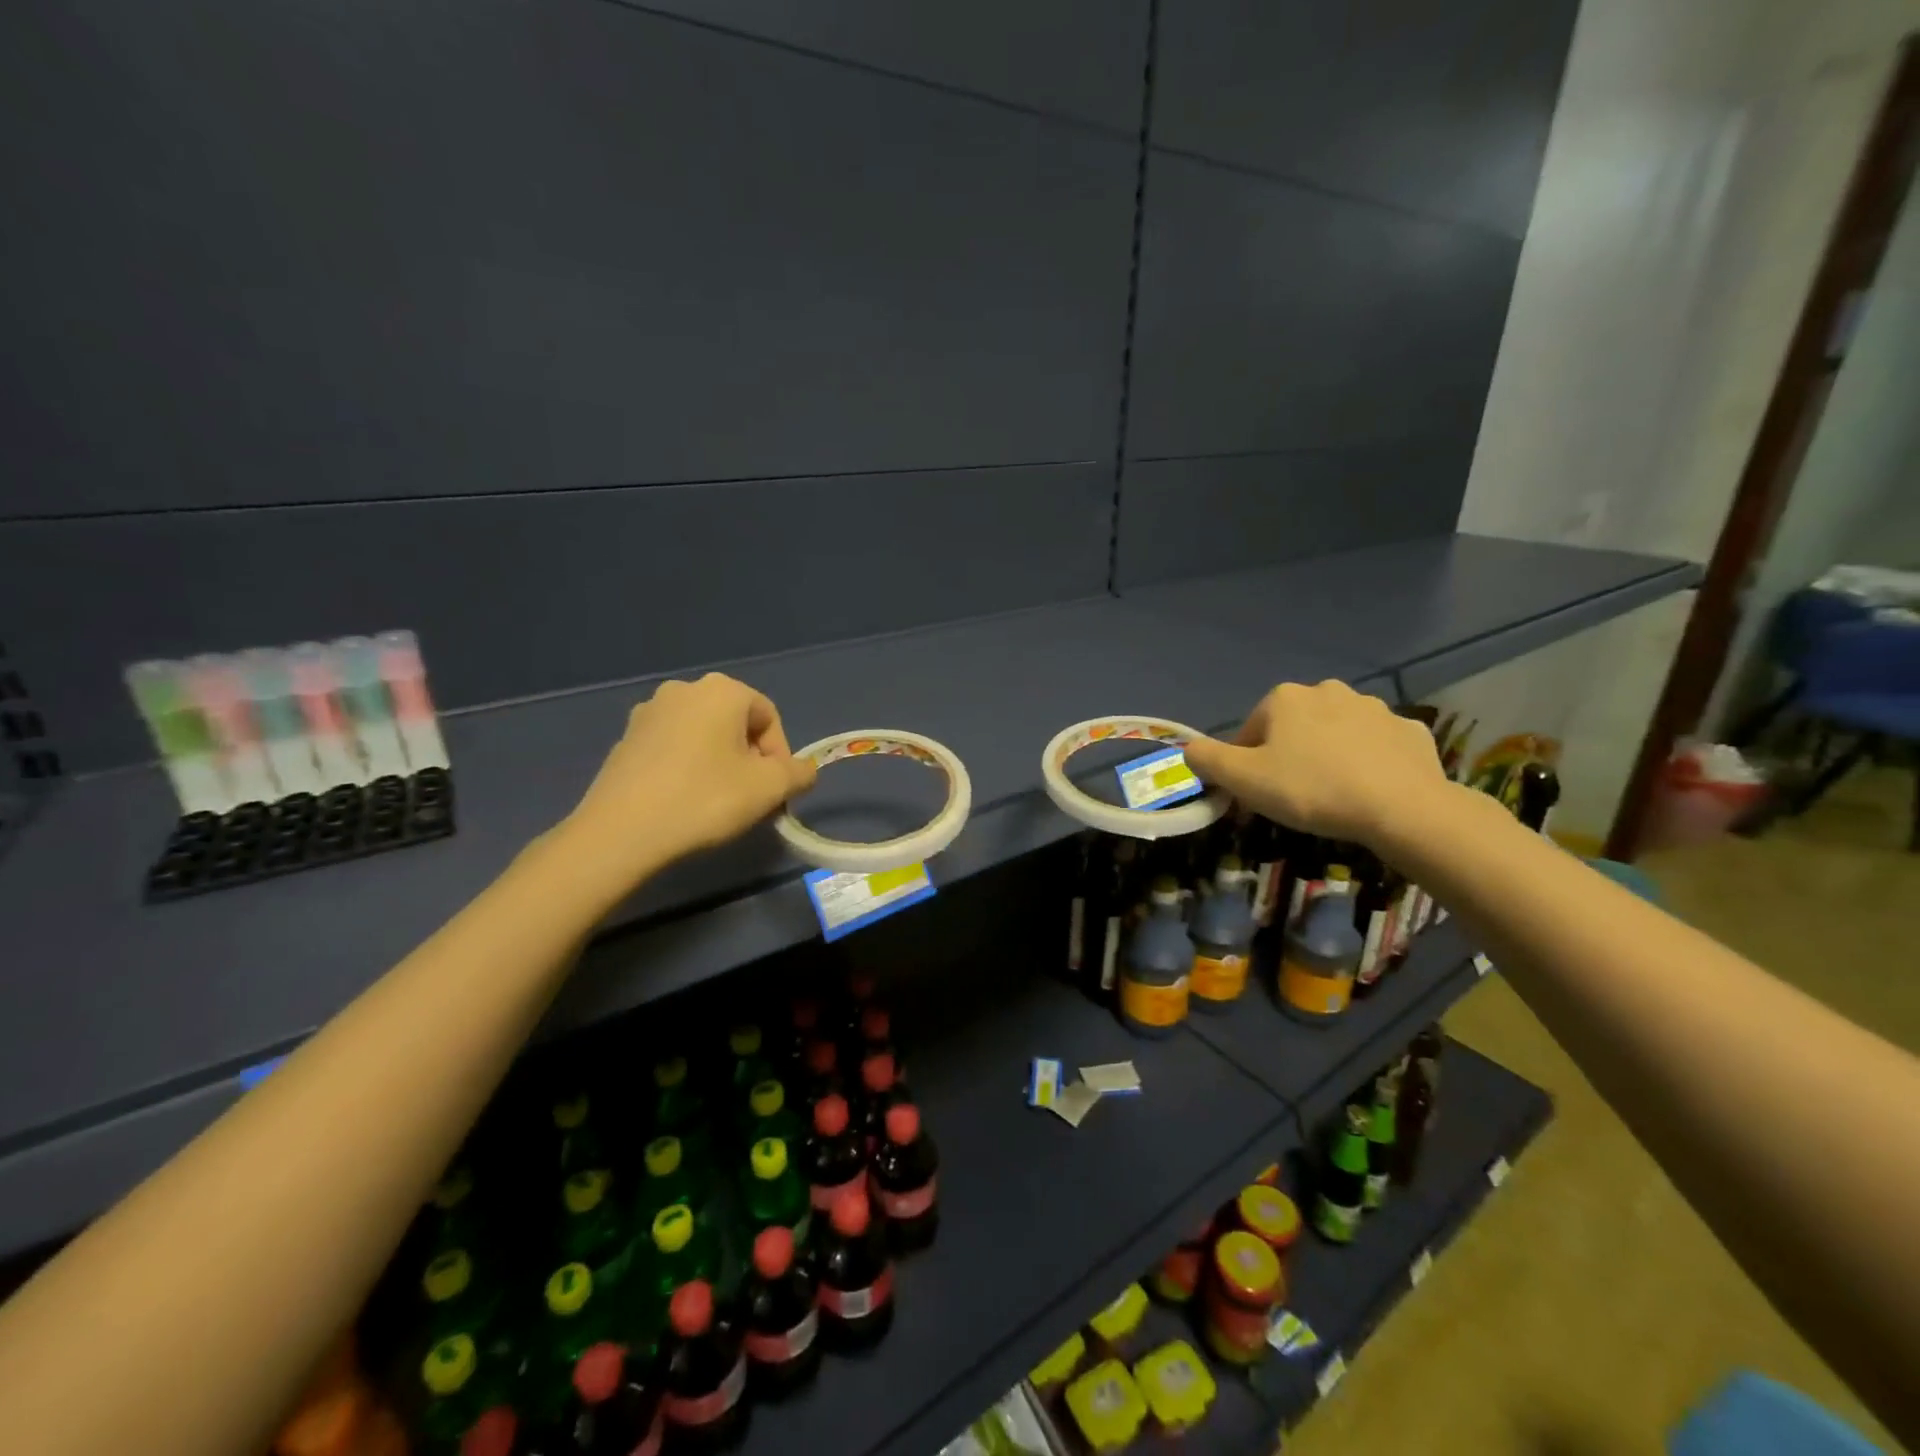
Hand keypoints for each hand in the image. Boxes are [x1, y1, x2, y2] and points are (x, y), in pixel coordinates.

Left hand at [558, 674, 816, 887]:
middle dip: (750, 758)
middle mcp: (683, 689)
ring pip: (703, 735)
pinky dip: (687, 768)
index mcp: (722, 690)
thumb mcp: (770, 788)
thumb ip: (799, 773)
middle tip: (750, 798)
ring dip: (719, 763)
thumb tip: (804, 770)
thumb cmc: (705, 798)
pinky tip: (684, 801)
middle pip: (736, 723)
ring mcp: (648, 712)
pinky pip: (672, 748)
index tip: (775, 791)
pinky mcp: (625, 740)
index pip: (769, 716)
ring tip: (717, 802)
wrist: (621, 832)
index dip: (780, 755)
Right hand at [1183, 680, 1448, 848]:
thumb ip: (1206, 760)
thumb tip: (1189, 749)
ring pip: (1335, 734)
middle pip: (1293, 729)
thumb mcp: (1243, 780)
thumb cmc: (1311, 789)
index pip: (1250, 732)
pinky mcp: (1410, 730)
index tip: (1255, 795)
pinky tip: (1368, 791)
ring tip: (1332, 796)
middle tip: (1293, 796)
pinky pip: (1376, 746)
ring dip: (1327, 756)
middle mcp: (1328, 691)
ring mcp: (1374, 708)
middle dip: (1288, 756)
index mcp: (1285, 698)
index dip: (1246, 765)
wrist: (1402, 807)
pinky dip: (1368, 762)